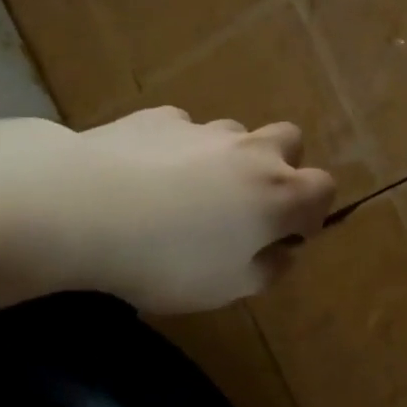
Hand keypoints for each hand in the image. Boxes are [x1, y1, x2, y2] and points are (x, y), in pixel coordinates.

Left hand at [53, 107, 335, 313]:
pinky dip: (180, 150)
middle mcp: (250, 152)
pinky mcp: (158, 118)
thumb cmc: (168, 261)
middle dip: (281, 167)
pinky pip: (184, 130)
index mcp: (278, 194)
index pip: (323, 188)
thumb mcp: (228, 288)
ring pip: (235, 134)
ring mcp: (204, 129)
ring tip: (190, 192)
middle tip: (249, 204)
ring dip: (229, 158)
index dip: (312, 212)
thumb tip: (283, 253)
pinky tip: (148, 176)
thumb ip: (267, 270)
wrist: (83, 208)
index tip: (287, 236)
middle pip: (289, 141)